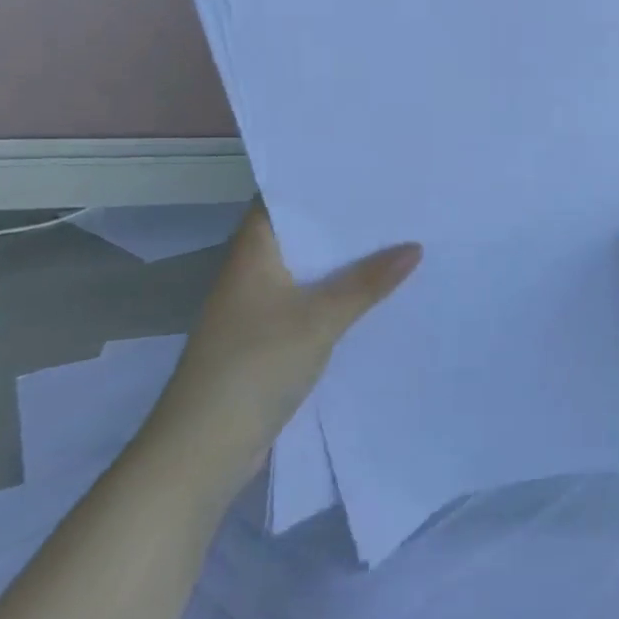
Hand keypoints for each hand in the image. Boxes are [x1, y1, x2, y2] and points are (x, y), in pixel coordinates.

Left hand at [147, 202, 420, 483]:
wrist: (204, 449)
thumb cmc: (254, 367)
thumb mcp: (319, 319)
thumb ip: (367, 282)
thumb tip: (414, 247)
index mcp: (253, 254)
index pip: (282, 199)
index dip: (318, 181)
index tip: (365, 169)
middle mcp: (252, 273)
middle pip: (301, 234)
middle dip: (343, 222)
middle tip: (396, 201)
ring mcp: (258, 309)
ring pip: (309, 271)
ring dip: (344, 261)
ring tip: (397, 239)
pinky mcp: (268, 341)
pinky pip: (310, 303)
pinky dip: (338, 295)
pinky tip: (375, 294)